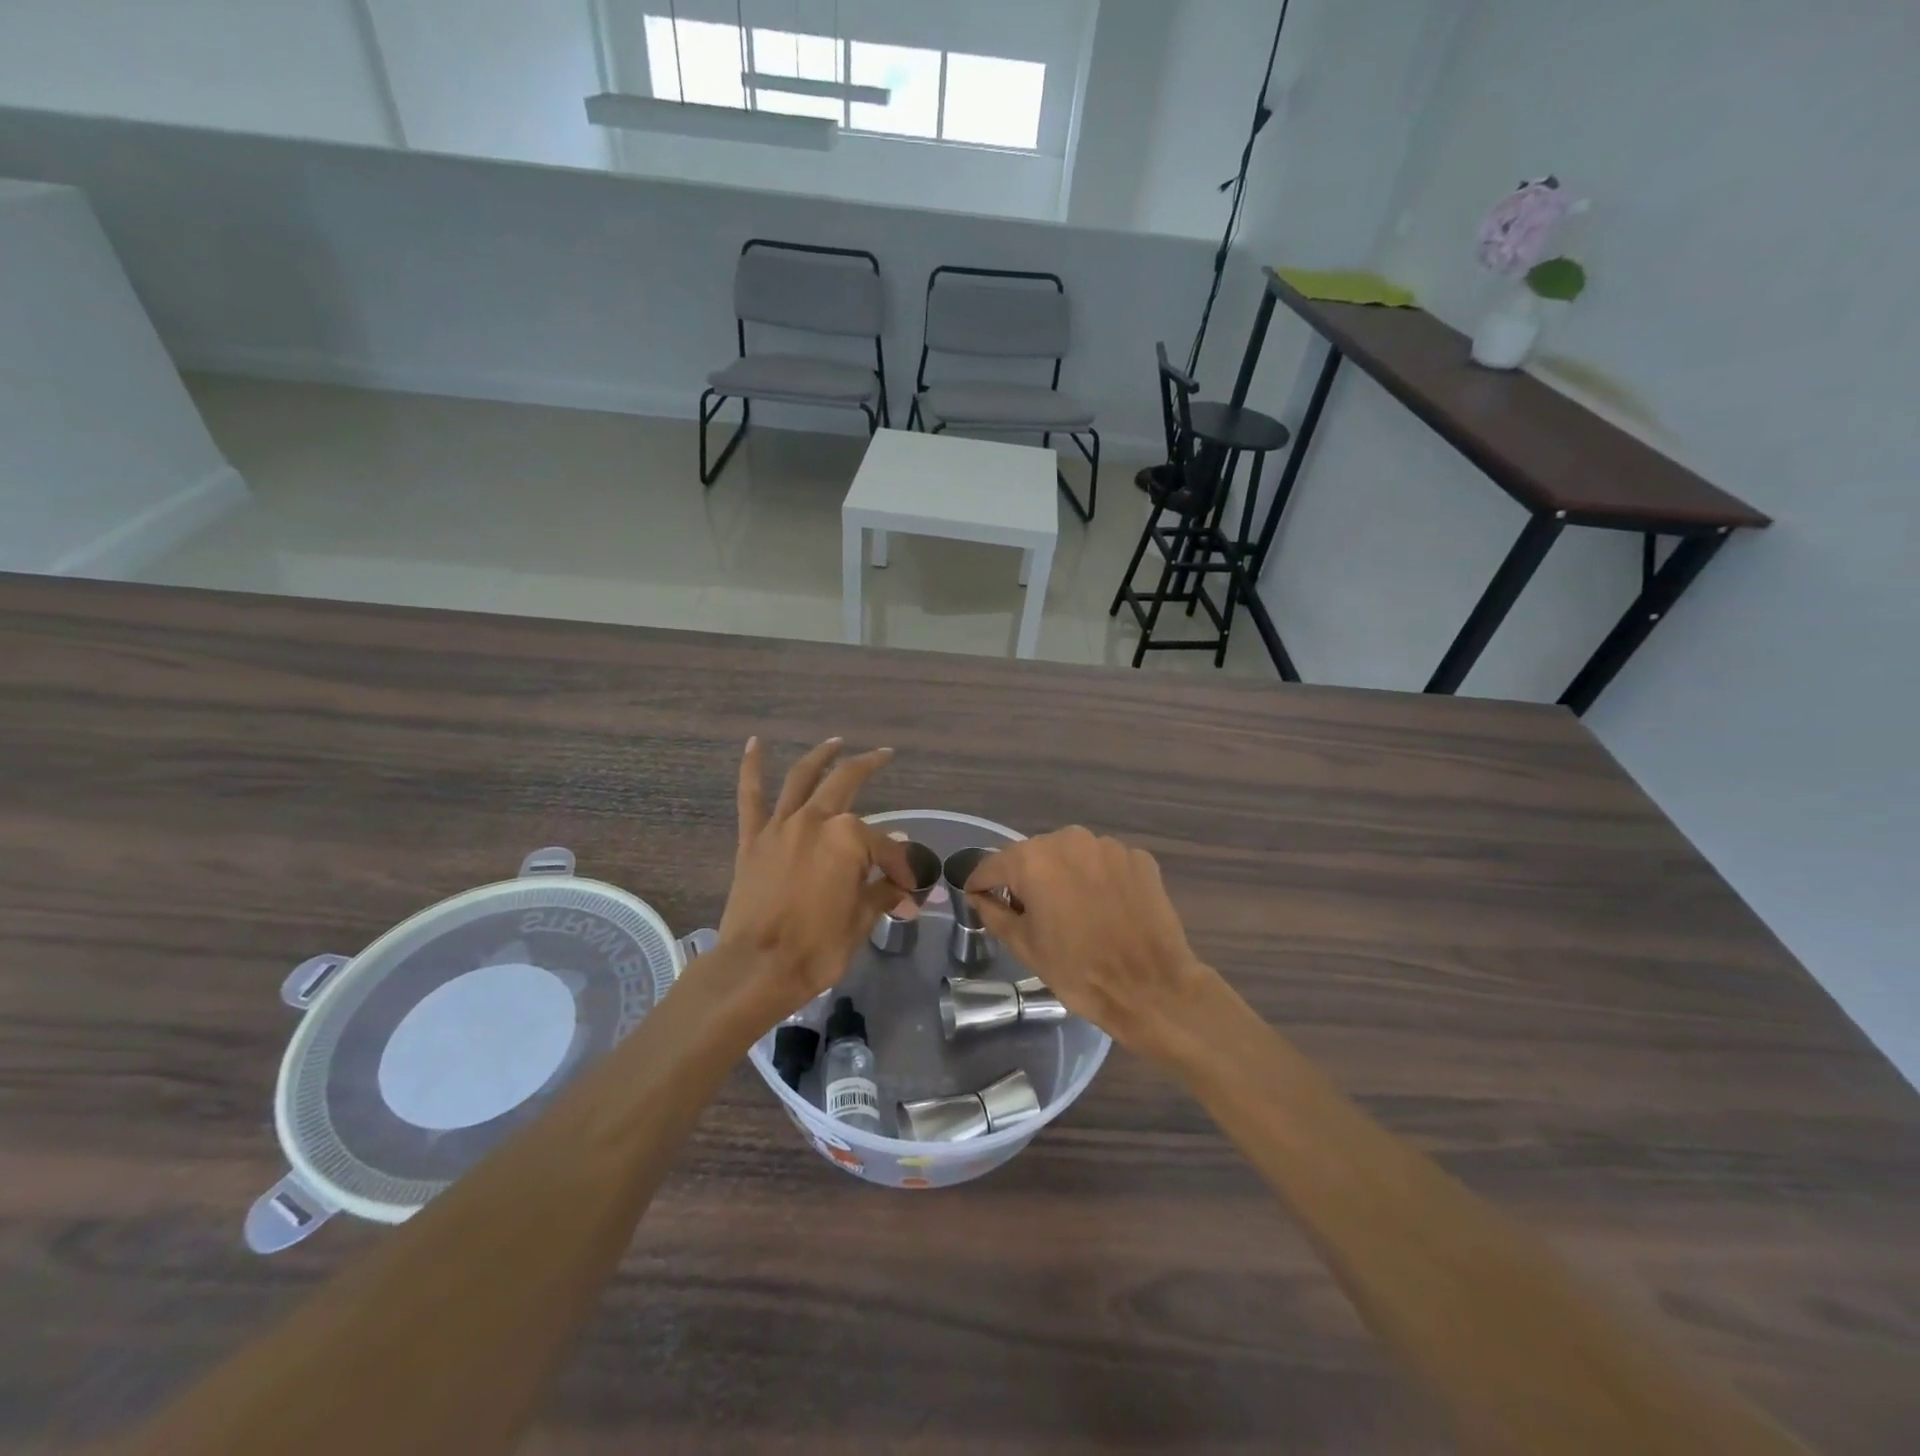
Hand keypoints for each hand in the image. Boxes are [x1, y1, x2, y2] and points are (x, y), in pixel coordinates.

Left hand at [711, 737, 914, 1022]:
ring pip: (802, 778)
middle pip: (847, 784)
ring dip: (821, 756)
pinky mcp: (752, 839)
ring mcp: (781, 827)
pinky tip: (755, 744)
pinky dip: (752, 768)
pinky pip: (751, 797)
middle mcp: (816, 820)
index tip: (908, 888)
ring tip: (835, 742)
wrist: (756, 969)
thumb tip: (903, 884)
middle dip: (869, 767)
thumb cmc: (817, 948)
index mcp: (849, 839)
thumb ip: (882, 891)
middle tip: (884, 756)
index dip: (901, 866)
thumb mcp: (861, 921)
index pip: (886, 845)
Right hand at [964, 827, 1218, 1064]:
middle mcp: (1069, 840)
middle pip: (1034, 855)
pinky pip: (1104, 863)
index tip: (977, 896)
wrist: (1151, 988)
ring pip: (1072, 855)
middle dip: (1026, 879)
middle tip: (1030, 913)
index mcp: (1034, 860)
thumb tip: (979, 896)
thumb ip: (994, 913)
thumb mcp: (1024, 946)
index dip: (981, 882)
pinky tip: (1105, 908)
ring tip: (1073, 911)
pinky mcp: (1138, 858)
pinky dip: (1098, 879)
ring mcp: (1108, 846)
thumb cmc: (1078, 971)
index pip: (993, 864)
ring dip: (1065, 876)